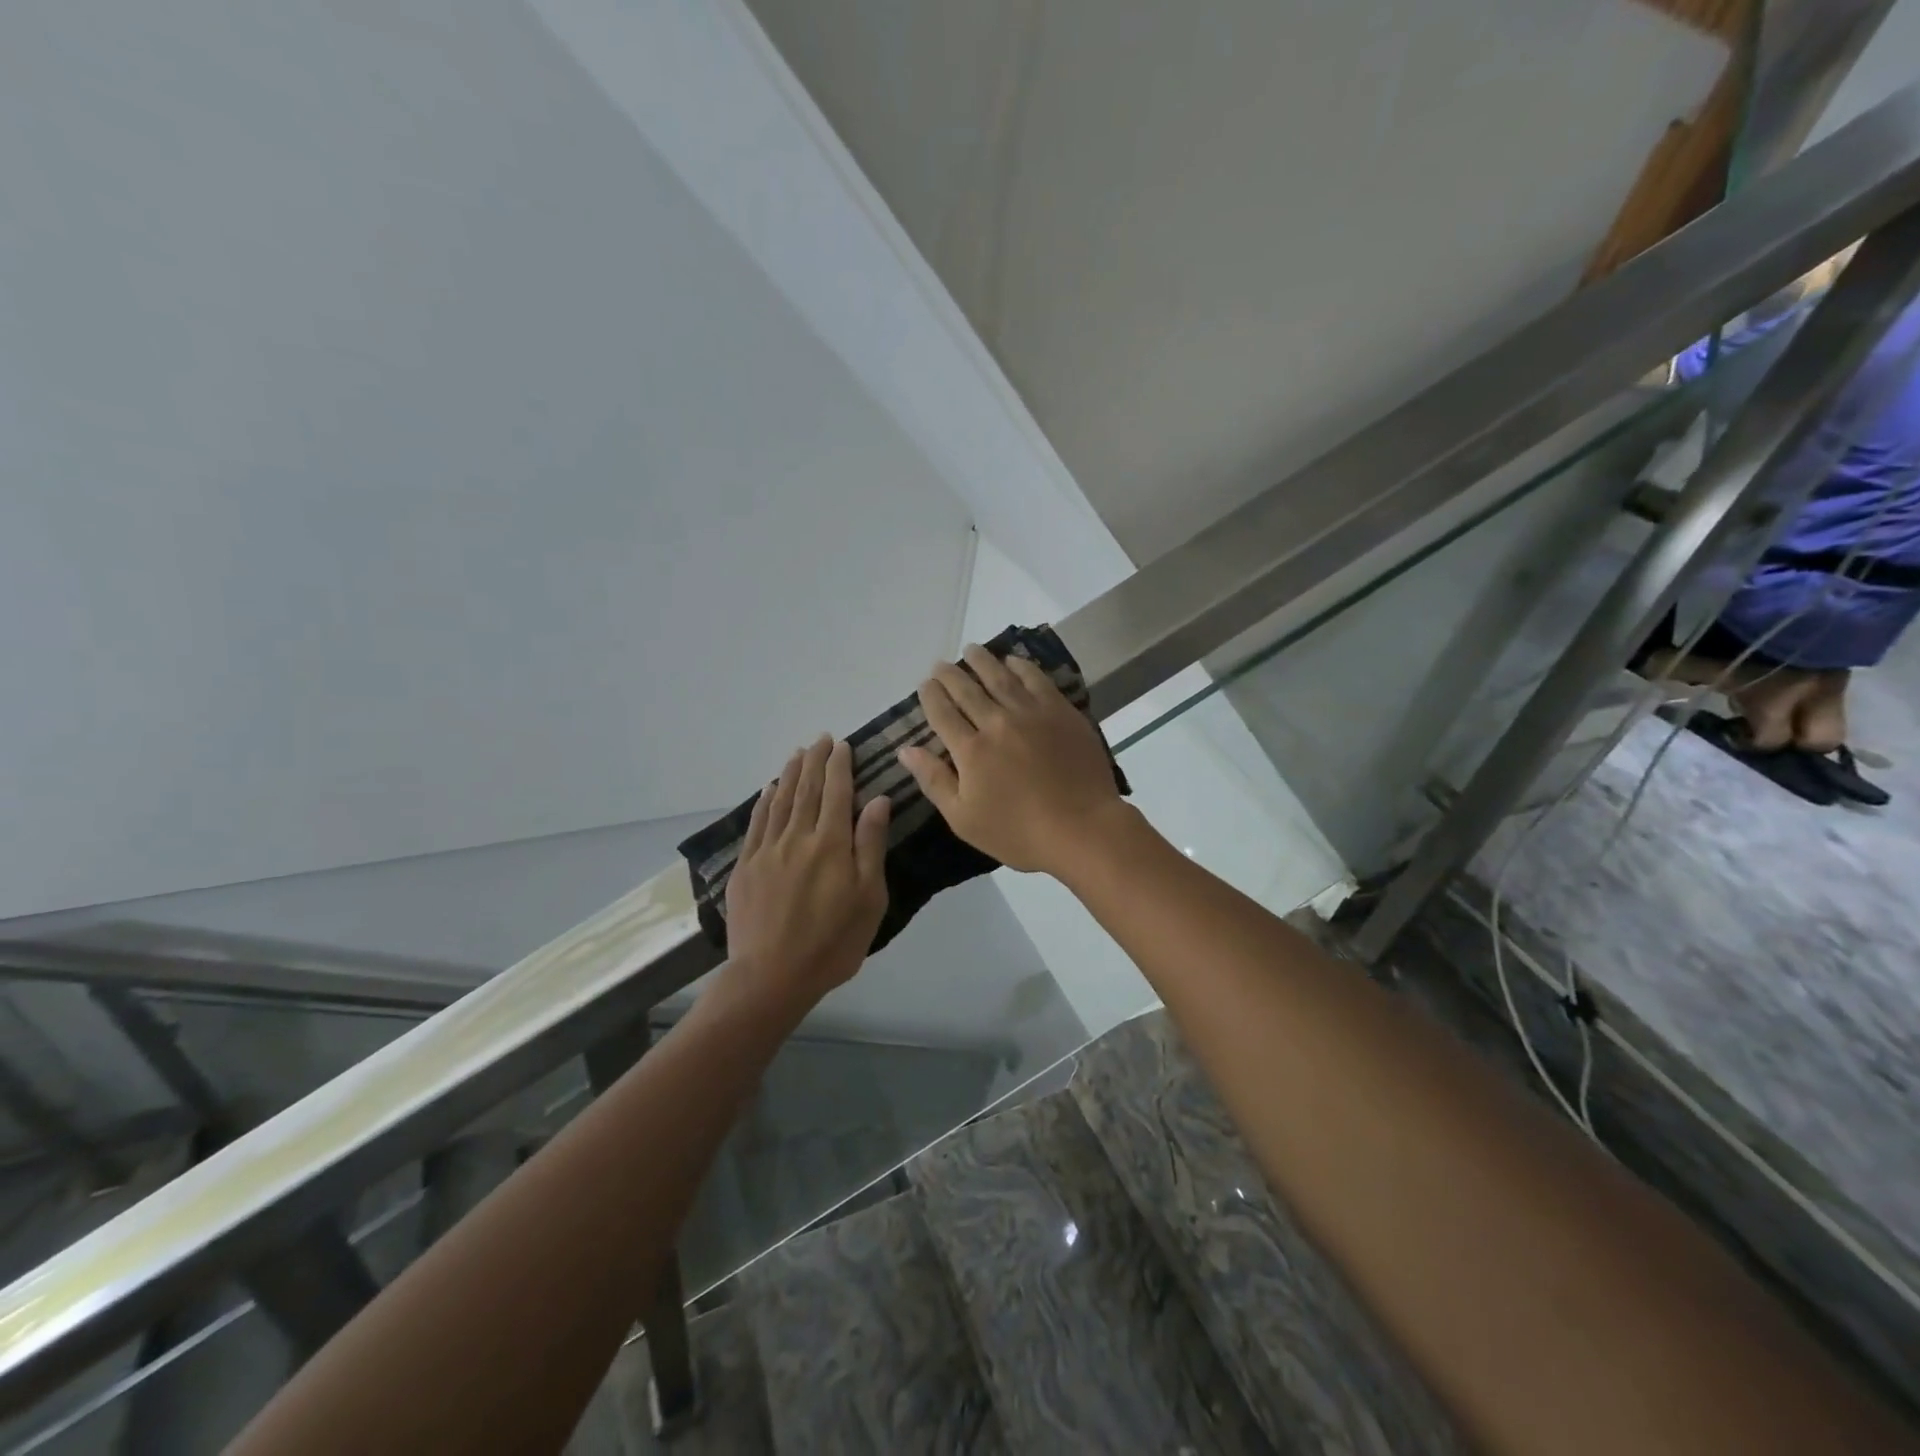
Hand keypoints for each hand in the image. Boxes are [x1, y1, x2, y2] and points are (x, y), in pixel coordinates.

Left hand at [725, 736, 890, 1009]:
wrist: (771, 976)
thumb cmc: (832, 943)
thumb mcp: (869, 898)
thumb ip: (870, 845)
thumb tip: (877, 800)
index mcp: (830, 844)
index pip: (836, 792)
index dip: (839, 766)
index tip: (842, 744)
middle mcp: (796, 837)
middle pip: (806, 789)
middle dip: (815, 761)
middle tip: (821, 739)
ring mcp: (766, 851)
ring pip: (779, 801)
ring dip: (790, 774)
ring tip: (797, 753)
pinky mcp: (746, 867)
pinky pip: (756, 823)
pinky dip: (764, 802)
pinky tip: (769, 790)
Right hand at [899, 644, 1128, 876]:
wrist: (1082, 828)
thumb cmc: (1018, 833)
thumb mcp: (964, 818)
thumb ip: (934, 780)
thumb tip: (906, 750)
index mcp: (971, 751)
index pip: (942, 713)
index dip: (930, 696)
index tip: (925, 685)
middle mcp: (997, 723)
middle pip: (968, 690)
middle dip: (950, 675)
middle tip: (941, 665)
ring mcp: (1032, 714)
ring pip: (1000, 677)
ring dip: (982, 661)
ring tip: (971, 650)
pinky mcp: (1061, 712)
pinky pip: (1036, 680)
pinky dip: (1021, 667)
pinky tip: (1013, 661)